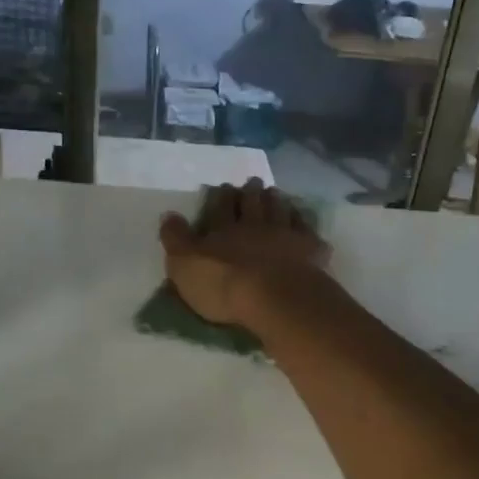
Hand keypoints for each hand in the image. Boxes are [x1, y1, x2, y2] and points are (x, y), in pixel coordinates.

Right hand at [159, 178, 328, 327]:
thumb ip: (176, 239)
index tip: (224, 187)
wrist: (276, 297)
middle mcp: (255, 225)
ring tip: (275, 193)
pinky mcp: (310, 249)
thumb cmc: (224, 284)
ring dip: (277, 200)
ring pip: (281, 210)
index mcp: (224, 229)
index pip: (220, 206)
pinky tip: (303, 221)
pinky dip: (303, 222)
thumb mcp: (185, 265)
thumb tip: (169, 215)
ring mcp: (285, 235)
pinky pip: (307, 230)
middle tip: (253, 182)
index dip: (221, 196)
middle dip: (251, 191)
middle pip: (253, 203)